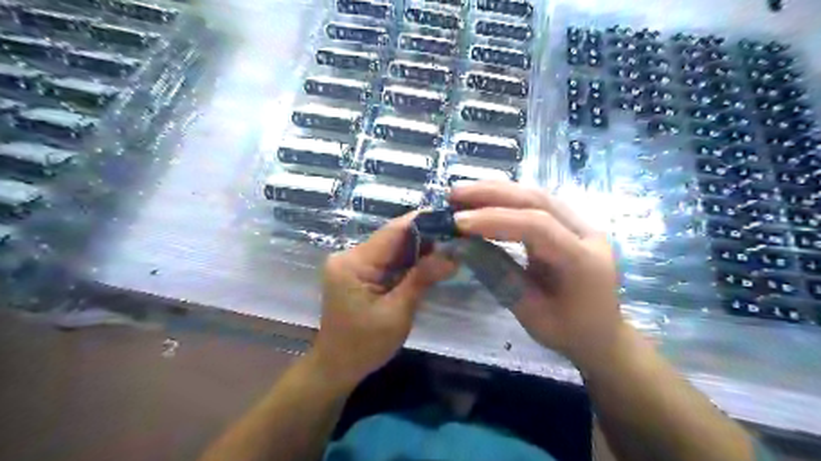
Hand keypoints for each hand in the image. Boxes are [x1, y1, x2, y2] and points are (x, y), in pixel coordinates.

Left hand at [313, 214, 455, 390]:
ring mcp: (352, 263)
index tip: (451, 217)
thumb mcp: (397, 313)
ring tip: (449, 247)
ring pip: (392, 247)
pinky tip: (429, 261)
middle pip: (392, 237)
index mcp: (354, 263)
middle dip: (425, 236)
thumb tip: (452, 255)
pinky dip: (408, 261)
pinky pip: (387, 260)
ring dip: (419, 248)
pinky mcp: (358, 272)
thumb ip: (422, 279)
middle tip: (456, 236)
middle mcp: (350, 256)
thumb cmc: (365, 345)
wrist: (336, 367)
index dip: (422, 221)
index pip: (392, 232)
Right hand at [448, 181, 622, 372]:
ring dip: (497, 191)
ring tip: (463, 193)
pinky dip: (507, 199)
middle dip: (493, 194)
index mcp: (583, 261)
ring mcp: (580, 225)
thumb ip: (498, 275)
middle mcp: (587, 233)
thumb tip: (461, 246)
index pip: (537, 226)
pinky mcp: (569, 224)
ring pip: (537, 196)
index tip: (458, 221)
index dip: (495, 219)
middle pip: (538, 200)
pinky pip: (537, 204)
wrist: (603, 335)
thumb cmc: (569, 332)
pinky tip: (484, 199)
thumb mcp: (530, 313)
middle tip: (455, 194)